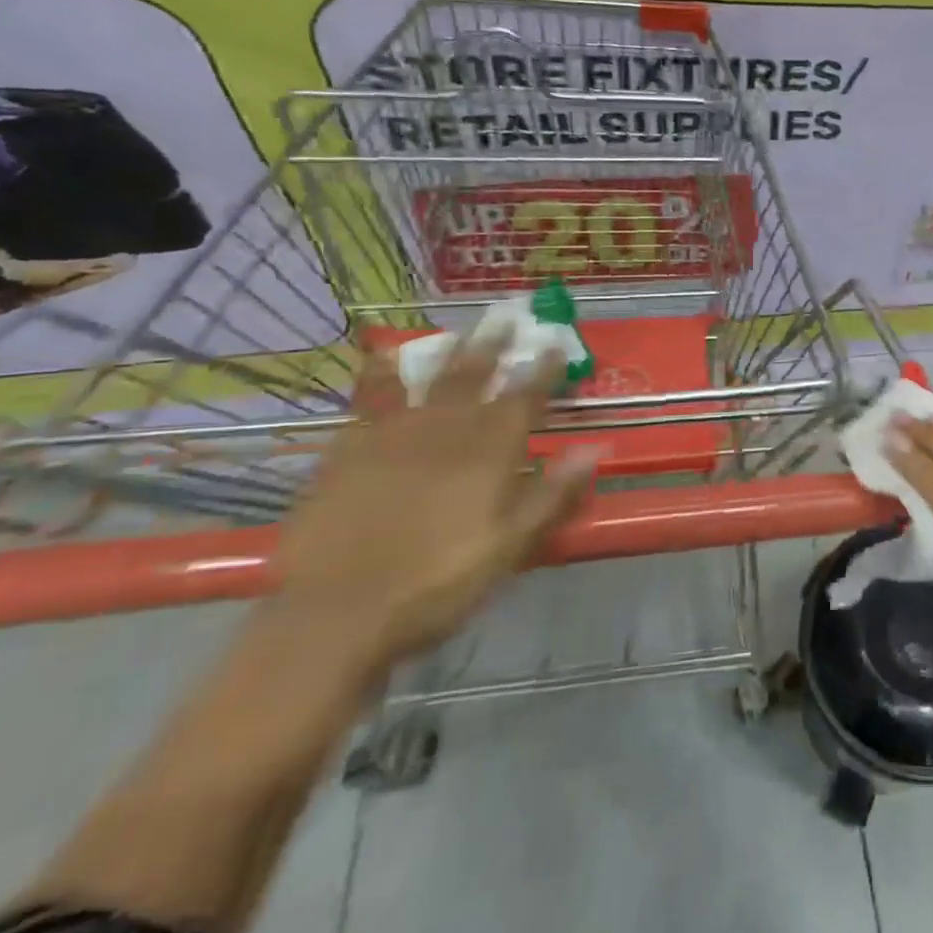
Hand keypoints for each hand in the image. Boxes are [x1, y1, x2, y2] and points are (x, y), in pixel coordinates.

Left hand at [277, 332, 602, 678]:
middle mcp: (444, 432)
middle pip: (474, 377)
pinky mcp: (348, 451)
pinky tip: (379, 359)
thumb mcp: (510, 547)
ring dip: (445, 353)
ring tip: (456, 330)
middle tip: (507, 317)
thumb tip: (595, 448)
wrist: (338, 615)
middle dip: (494, 346)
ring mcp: (392, 437)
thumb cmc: (437, 584)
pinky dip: (377, 377)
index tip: (555, 344)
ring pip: (425, 381)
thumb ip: (551, 494)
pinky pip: (367, 402)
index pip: (523, 400)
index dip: (542, 371)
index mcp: (488, 454)